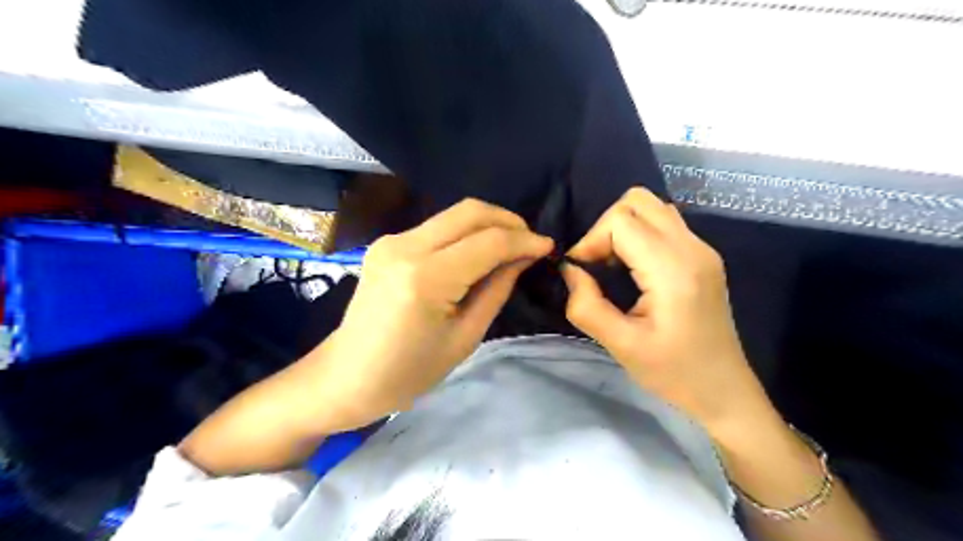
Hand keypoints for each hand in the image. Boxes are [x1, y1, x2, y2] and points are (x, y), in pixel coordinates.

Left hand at [316, 198, 552, 431]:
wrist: (346, 376)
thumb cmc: (408, 372)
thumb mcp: (465, 337)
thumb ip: (496, 289)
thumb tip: (523, 258)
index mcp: (426, 278)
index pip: (488, 242)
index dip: (524, 241)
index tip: (548, 247)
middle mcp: (406, 248)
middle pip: (470, 211)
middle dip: (508, 221)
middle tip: (531, 242)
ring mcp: (392, 241)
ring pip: (453, 214)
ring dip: (487, 224)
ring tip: (510, 247)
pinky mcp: (387, 243)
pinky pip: (436, 227)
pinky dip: (464, 233)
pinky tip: (476, 252)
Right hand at [565, 188, 772, 433]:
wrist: (724, 390)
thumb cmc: (674, 374)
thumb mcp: (621, 346)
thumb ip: (587, 306)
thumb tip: (570, 270)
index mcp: (674, 270)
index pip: (621, 221)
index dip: (592, 240)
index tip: (582, 273)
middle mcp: (693, 248)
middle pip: (637, 201)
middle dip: (606, 227)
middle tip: (597, 264)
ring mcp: (702, 248)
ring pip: (652, 206)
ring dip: (623, 228)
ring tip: (613, 265)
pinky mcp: (703, 256)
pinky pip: (664, 223)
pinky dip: (639, 234)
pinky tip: (633, 267)